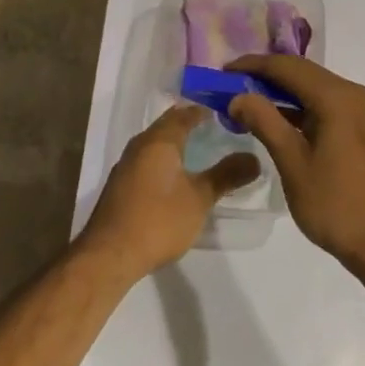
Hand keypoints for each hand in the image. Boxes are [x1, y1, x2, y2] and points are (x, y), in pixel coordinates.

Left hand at [80, 104, 259, 278]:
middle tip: (218, 127)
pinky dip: (164, 160)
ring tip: (201, 149)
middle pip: (168, 125)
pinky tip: (176, 176)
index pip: (185, 113)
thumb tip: (255, 158)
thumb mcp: (200, 198)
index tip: (228, 111)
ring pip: (156, 143)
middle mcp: (140, 145)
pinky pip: (147, 160)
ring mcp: (126, 165)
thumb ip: (227, 175)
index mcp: (159, 140)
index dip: (206, 110)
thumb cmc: (158, 220)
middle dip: (190, 123)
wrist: (108, 256)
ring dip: (176, 142)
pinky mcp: (120, 186)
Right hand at [228, 55, 364, 273]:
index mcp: (337, 98)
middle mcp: (352, 94)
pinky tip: (275, 120)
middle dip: (265, 77)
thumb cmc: (336, 205)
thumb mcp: (294, 164)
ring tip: (245, 103)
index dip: (253, 66)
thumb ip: (265, 123)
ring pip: (313, 88)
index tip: (222, 72)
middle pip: (302, 72)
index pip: (288, 67)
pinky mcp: (361, 127)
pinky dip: (298, 107)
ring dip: (280, 92)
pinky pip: (324, 104)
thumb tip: (238, 96)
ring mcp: (360, 110)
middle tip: (230, 86)